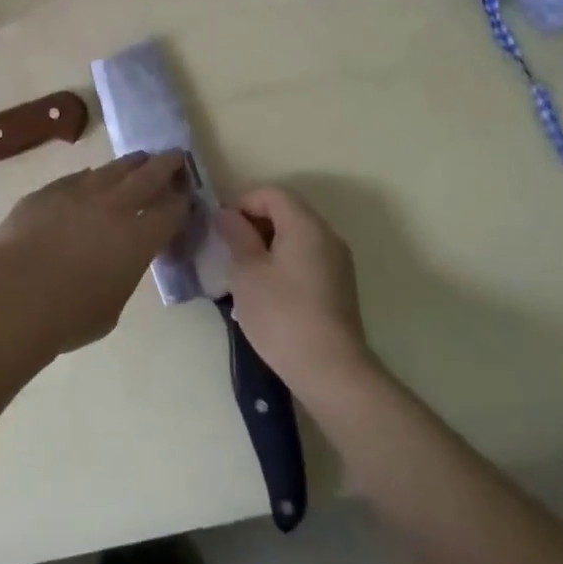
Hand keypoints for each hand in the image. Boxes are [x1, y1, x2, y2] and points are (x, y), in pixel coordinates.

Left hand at [0, 151, 191, 356]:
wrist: (14, 294)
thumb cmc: (69, 316)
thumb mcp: (112, 305)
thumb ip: (122, 273)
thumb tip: (117, 259)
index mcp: (139, 238)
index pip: (172, 210)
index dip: (182, 201)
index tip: (186, 195)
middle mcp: (116, 206)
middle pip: (149, 175)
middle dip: (167, 164)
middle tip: (176, 156)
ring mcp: (81, 192)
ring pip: (114, 169)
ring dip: (131, 164)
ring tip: (139, 160)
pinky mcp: (50, 190)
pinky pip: (79, 178)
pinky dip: (93, 178)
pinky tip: (93, 179)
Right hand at [216, 187, 376, 400]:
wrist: (330, 370)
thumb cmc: (281, 314)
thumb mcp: (247, 271)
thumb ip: (236, 235)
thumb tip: (227, 214)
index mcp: (305, 224)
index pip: (271, 193)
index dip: (242, 203)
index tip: (222, 230)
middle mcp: (327, 235)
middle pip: (286, 211)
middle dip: (254, 224)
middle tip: (229, 251)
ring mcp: (337, 262)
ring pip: (296, 236)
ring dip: (267, 245)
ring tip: (245, 274)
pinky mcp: (339, 286)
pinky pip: (306, 258)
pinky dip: (284, 263)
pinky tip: (268, 293)